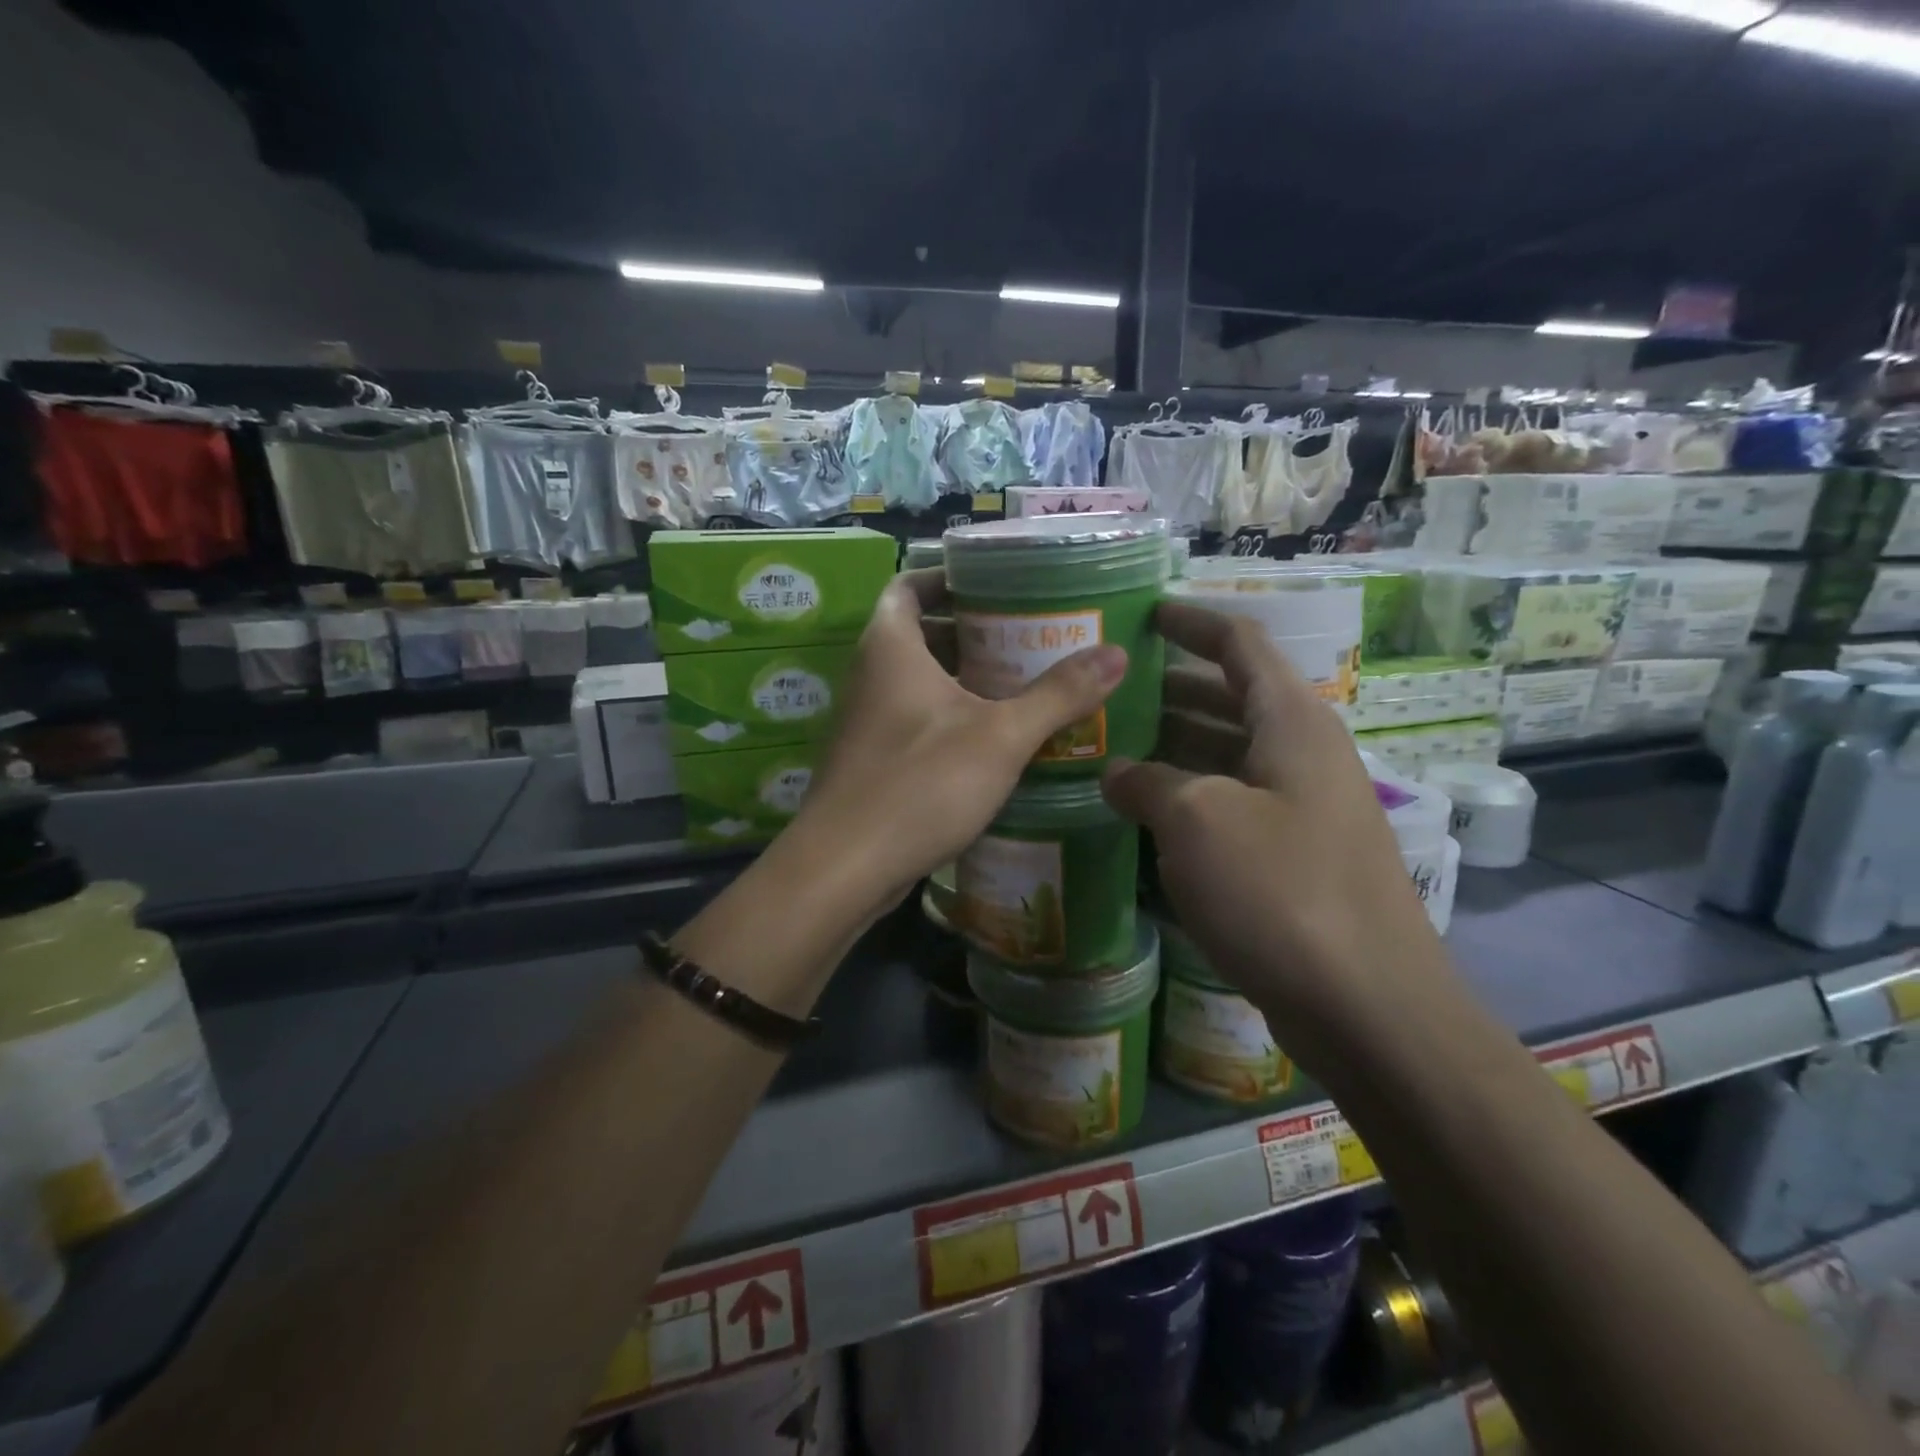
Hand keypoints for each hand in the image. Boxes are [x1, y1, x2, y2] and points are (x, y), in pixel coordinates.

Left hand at [790, 568, 1126, 916]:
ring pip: (920, 681)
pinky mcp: (873, 760)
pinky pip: (916, 720)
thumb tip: (1117, 653)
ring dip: (966, 678)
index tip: (996, 584)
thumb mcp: (1000, 736)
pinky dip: (952, 717)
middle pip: (920, 633)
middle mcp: (871, 675)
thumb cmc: (920, 784)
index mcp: (890, 647)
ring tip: (1024, 682)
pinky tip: (996, 739)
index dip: (948, 577)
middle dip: (972, 631)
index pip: (909, 585)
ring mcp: (868, 721)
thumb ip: (1058, 694)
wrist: (844, 868)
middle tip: (1029, 635)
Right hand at [1101, 601, 1444, 1040]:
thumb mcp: (1197, 820)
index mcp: (1292, 722)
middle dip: (1169, 689)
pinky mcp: (1294, 857)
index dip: (1191, 622)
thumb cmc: (1281, 889)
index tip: (1143, 614)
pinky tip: (1142, 814)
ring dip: (1173, 748)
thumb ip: (1148, 782)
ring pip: (1227, 756)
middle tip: (1107, 691)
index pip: (1239, 644)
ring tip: (1109, 747)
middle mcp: (1302, 754)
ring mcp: (1301, 808)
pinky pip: (1231, 805)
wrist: (1367, 1005)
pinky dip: (1188, 799)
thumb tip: (1117, 773)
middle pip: (1230, 698)